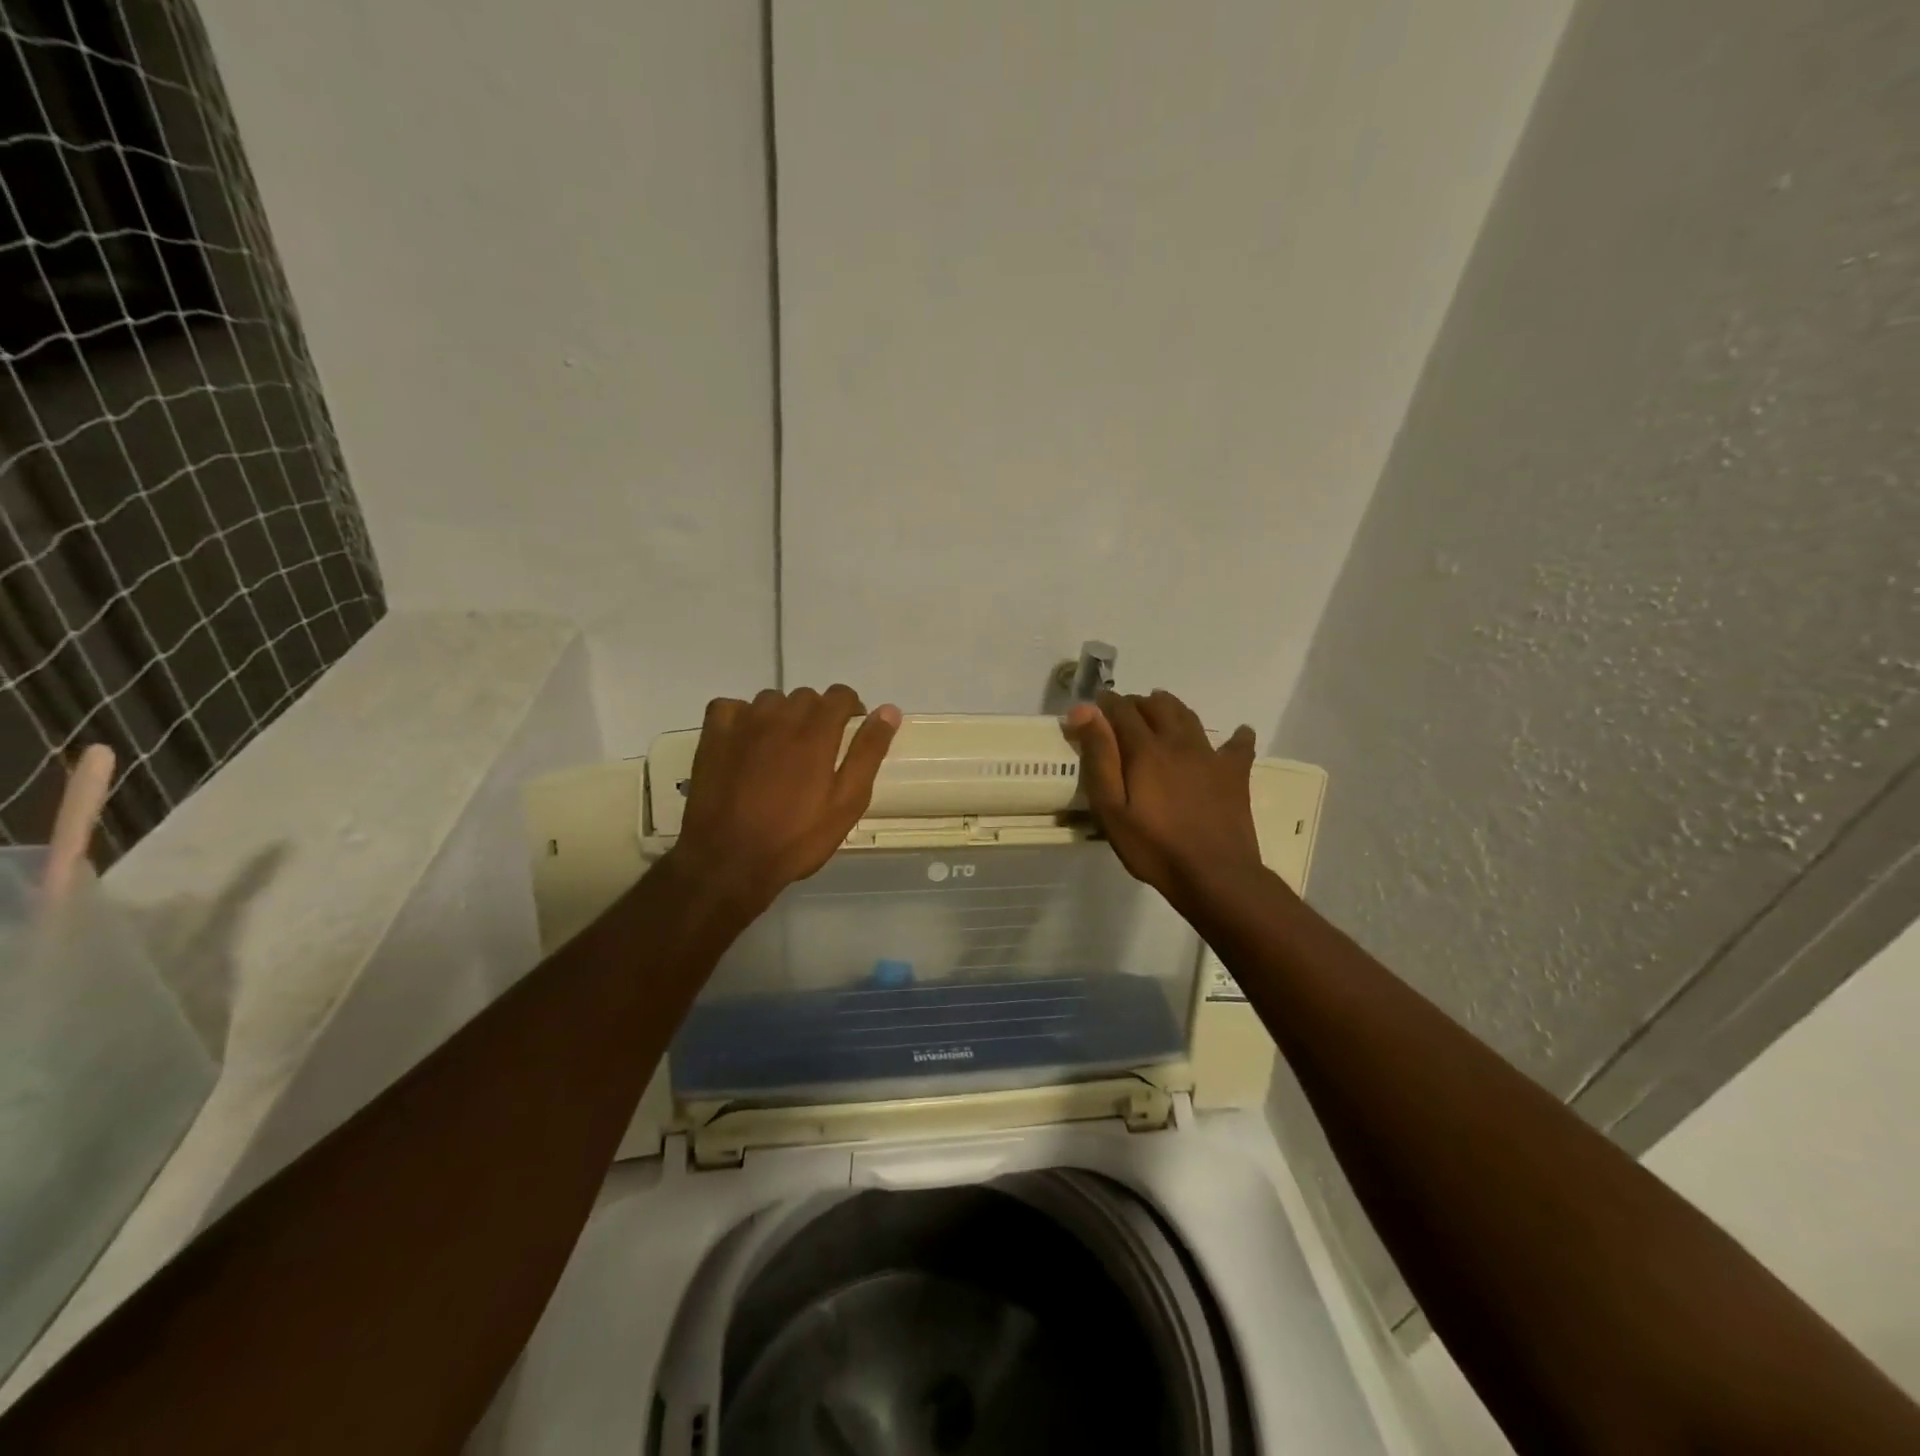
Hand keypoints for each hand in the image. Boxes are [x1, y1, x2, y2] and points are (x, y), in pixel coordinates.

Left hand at [668, 685, 900, 917]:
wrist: (728, 861)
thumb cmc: (796, 838)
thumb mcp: (847, 802)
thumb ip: (868, 752)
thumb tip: (889, 711)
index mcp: (817, 732)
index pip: (840, 695)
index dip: (850, 709)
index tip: (849, 731)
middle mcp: (780, 717)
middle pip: (806, 697)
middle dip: (817, 714)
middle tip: (816, 750)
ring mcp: (742, 724)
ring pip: (770, 701)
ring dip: (782, 716)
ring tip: (781, 749)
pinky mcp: (713, 736)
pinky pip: (731, 707)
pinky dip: (742, 717)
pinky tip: (746, 742)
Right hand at [1064, 690, 1263, 906]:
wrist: (1214, 874)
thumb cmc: (1153, 846)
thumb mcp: (1111, 808)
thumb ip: (1099, 756)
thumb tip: (1085, 710)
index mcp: (1146, 749)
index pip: (1122, 711)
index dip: (1107, 703)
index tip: (1094, 705)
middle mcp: (1178, 742)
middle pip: (1158, 707)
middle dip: (1138, 703)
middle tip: (1125, 712)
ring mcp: (1211, 756)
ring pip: (1189, 717)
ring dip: (1172, 707)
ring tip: (1161, 708)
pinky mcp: (1235, 775)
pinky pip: (1238, 745)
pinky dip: (1237, 736)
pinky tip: (1239, 733)